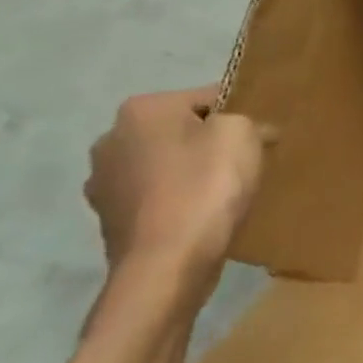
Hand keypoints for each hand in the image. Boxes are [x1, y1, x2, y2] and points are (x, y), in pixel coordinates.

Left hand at [83, 86, 266, 304]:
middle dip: (209, 144)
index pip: (206, 98)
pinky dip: (177, 201)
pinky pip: (155, 198)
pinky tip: (200, 217)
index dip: (239, 115)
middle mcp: (111, 139)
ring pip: (165, 165)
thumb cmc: (205, 187)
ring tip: (223, 195)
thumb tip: (253, 131)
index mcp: (141, 109)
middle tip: (244, 164)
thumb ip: (248, 120)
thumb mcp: (242, 135)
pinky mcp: (109, 220)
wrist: (167, 265)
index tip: (259, 138)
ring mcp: (103, 183)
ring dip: (190, 173)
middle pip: (180, 131)